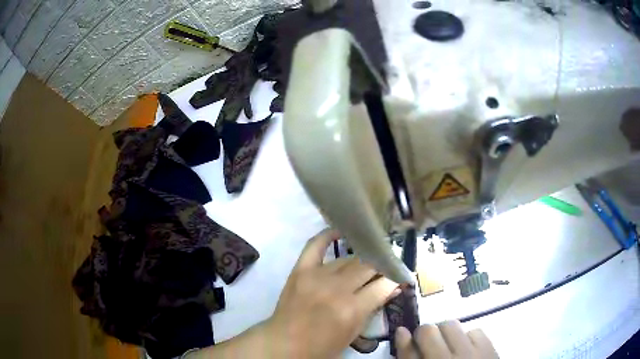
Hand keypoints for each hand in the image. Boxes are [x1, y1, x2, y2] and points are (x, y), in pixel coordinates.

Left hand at [264, 229, 400, 357]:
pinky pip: (315, 245)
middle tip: (387, 266)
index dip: (396, 278)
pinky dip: (327, 235)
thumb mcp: (353, 334)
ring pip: (348, 258)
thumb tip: (393, 288)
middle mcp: (337, 289)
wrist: (284, 343)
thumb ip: (373, 309)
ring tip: (369, 259)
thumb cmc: (322, 346)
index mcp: (352, 309)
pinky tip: (340, 232)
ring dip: (362, 259)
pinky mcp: (300, 270)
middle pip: (368, 266)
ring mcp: (317, 276)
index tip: (401, 275)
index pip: (383, 284)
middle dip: (382, 265)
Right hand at [395, 321, 498, 358]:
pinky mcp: (489, 348)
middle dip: (426, 334)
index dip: (403, 341)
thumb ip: (411, 358)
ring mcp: (470, 353)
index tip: (402, 333)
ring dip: (447, 333)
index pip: (408, 352)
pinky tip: (467, 349)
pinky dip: (468, 337)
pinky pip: (474, 331)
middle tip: (430, 343)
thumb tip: (402, 334)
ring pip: (452, 325)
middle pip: (428, 331)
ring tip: (450, 345)